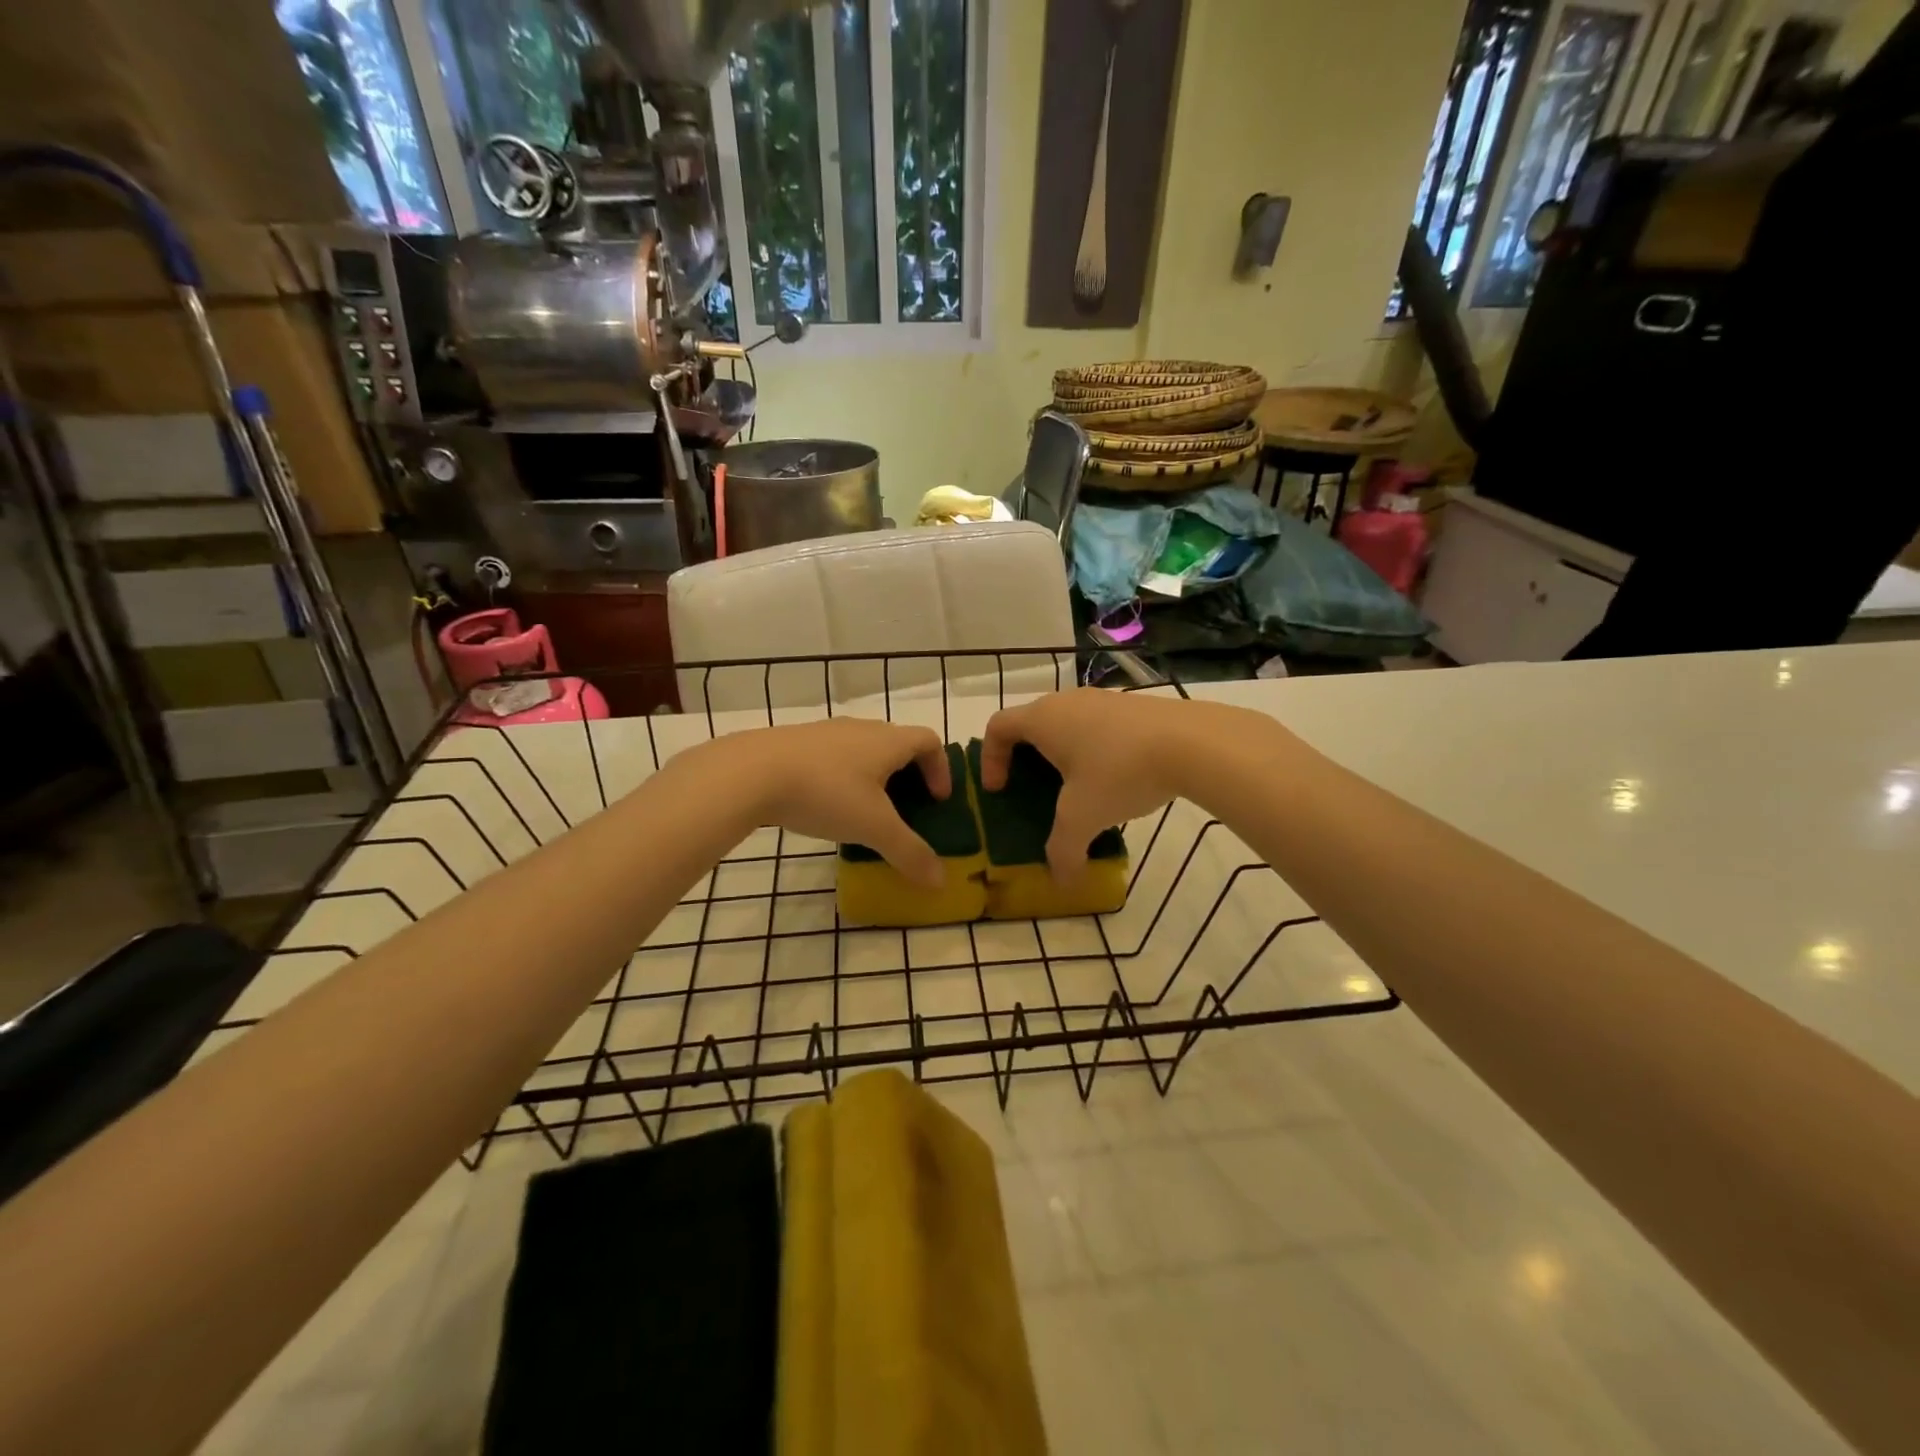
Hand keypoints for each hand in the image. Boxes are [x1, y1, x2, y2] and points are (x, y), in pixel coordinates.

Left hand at [713, 718, 950, 887]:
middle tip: (906, 809)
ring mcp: (826, 732)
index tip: (937, 800)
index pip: (929, 741)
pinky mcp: (796, 743)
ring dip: (874, 777)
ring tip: (865, 812)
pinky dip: (843, 778)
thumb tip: (940, 882)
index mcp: (888, 741)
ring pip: (863, 750)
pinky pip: (833, 757)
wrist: (750, 772)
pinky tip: (826, 806)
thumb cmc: (825, 792)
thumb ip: (909, 853)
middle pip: (897, 744)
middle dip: (909, 775)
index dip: (941, 769)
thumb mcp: (873, 828)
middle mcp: (861, 728)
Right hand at [980, 689, 1221, 882]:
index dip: (990, 758)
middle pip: (1031, 723)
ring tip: (1077, 788)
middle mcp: (1067, 701)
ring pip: (1067, 723)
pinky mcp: (1133, 706)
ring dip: (1062, 753)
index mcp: (1043, 719)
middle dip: (1025, 757)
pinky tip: (1115, 778)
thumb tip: (1062, 882)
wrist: (1193, 742)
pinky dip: (1093, 749)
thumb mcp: (1084, 817)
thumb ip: (1063, 850)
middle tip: (1033, 790)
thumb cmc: (1120, 772)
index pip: (998, 727)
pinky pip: (1097, 725)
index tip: (999, 789)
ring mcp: (1103, 699)